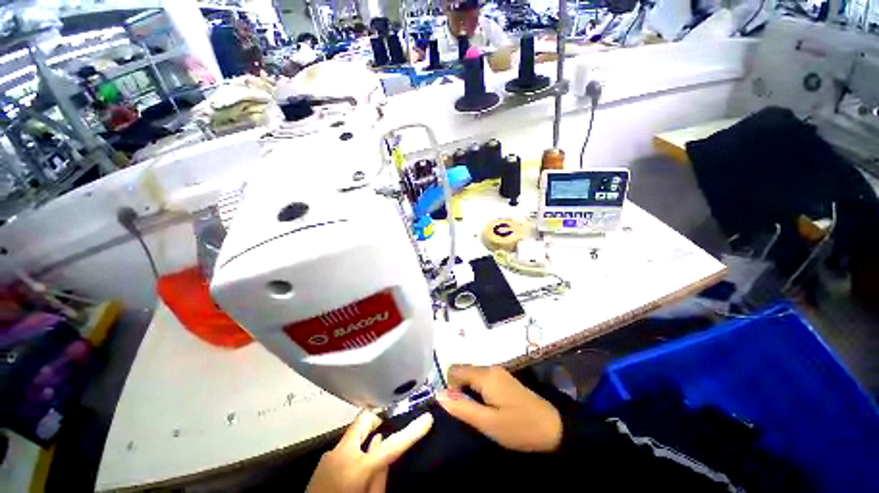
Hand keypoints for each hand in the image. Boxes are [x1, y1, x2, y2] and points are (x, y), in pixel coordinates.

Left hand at [306, 411, 432, 492]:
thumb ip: (380, 476)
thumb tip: (383, 448)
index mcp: (357, 467)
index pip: (391, 445)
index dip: (412, 431)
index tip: (427, 418)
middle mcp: (342, 453)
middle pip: (365, 420)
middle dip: (379, 418)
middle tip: (391, 423)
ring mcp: (330, 454)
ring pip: (354, 432)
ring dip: (367, 434)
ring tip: (375, 445)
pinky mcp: (323, 460)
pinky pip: (345, 445)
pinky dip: (356, 446)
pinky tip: (358, 461)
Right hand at [437, 364, 561, 452]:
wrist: (553, 427)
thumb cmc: (519, 427)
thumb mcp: (487, 423)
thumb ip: (461, 408)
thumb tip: (438, 395)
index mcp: (485, 375)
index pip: (454, 370)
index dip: (450, 387)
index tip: (459, 408)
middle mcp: (490, 368)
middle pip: (463, 371)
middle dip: (459, 390)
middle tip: (470, 413)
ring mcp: (498, 372)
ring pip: (472, 375)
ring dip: (469, 392)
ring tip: (479, 412)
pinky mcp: (504, 379)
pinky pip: (482, 379)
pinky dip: (478, 391)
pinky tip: (488, 407)